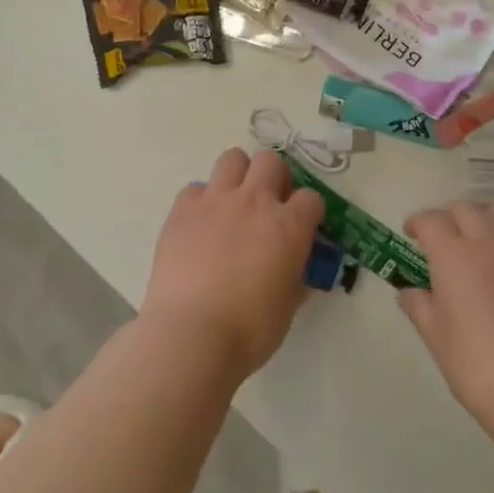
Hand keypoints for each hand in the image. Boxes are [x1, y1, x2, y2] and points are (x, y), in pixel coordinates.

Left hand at [144, 148, 323, 376]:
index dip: (308, 212)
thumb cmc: (249, 329)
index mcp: (289, 225)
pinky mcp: (182, 210)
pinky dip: (201, 201)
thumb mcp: (288, 305)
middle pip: (271, 160)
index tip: (302, 228)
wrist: (191, 334)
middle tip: (268, 204)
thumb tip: (296, 272)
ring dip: (238, 175)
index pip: (311, 197)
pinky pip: (195, 188)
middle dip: (274, 176)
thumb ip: (296, 278)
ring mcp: (215, 201)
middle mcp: (255, 202)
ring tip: (234, 203)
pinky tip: (200, 225)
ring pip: (232, 158)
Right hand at [400, 203, 493, 435]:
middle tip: (446, 238)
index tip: (413, 233)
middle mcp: (493, 242)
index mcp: (456, 256)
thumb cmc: (479, 368)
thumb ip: (420, 307)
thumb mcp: (437, 339)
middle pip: (468, 209)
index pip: (431, 220)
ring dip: (488, 219)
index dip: (418, 222)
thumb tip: (410, 291)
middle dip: (451, 217)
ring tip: (484, 239)